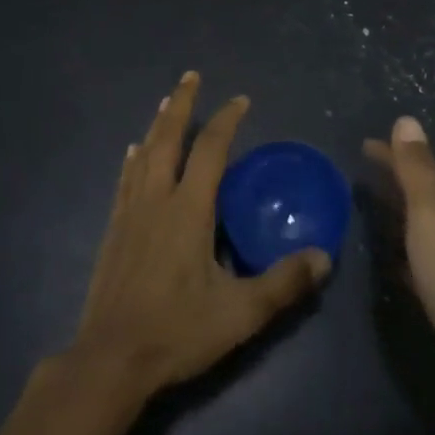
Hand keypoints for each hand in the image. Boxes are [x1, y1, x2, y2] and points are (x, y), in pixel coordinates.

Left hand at [70, 72, 330, 398]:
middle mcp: (157, 200)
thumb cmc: (177, 331)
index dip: (226, 121)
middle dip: (181, 104)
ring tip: (165, 103)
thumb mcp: (240, 313)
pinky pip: (125, 180)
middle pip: (168, 139)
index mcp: (188, 210)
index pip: (210, 150)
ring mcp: (130, 213)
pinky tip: (132, 152)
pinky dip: (133, 159)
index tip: (241, 100)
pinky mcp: (114, 230)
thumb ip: (284, 283)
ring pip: (144, 155)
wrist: (111, 358)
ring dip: (158, 125)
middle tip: (190, 76)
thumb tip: (324, 257)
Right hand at [363, 116, 434, 414]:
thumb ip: (416, 167)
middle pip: (420, 194)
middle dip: (393, 182)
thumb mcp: (431, 210)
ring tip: (366, 212)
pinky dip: (401, 252)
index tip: (362, 146)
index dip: (391, 154)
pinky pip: (418, 260)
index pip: (417, 166)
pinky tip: (387, 259)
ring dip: (396, 216)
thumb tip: (406, 119)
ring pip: (419, 227)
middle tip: (357, 176)